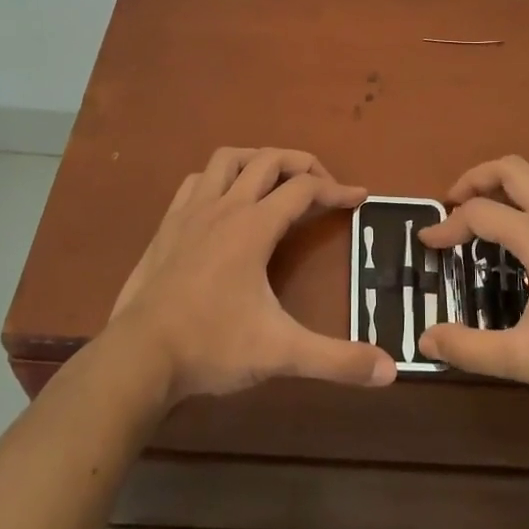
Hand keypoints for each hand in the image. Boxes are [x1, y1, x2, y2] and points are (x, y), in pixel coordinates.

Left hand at [109, 147, 396, 404]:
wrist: (138, 357)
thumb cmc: (211, 346)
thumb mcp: (281, 353)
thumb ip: (336, 360)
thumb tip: (390, 370)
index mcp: (254, 226)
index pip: (305, 189)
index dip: (337, 190)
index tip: (360, 198)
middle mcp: (225, 207)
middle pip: (269, 159)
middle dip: (302, 163)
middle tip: (323, 186)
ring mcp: (191, 212)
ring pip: (228, 159)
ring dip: (257, 160)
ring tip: (276, 182)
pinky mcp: (167, 225)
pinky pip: (197, 181)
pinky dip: (219, 178)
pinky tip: (224, 202)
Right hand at [417, 156, 528, 408]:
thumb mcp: (527, 359)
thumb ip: (472, 349)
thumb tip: (426, 339)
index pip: (480, 214)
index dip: (447, 226)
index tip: (426, 243)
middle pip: (511, 168)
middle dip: (475, 178)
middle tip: (453, 203)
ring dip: (511, 175)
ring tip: (492, 200)